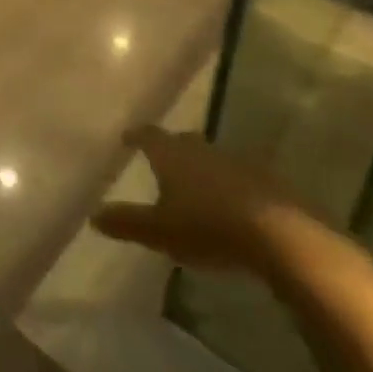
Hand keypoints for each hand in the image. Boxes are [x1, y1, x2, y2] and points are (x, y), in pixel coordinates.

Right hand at [92, 127, 310, 272]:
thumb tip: (93, 214)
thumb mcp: (160, 231)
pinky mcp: (267, 181)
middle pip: (182, 141)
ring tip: (195, 187)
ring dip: (202, 168)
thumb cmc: (208, 227)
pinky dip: (229, 186)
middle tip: (162, 161)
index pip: (148, 135)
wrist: (280, 236)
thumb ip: (127, 222)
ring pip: (212, 158)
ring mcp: (237, 162)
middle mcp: (203, 149)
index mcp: (172, 155)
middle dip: (171, 149)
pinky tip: (230, 206)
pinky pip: (239, 177)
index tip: (128, 137)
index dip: (137, 136)